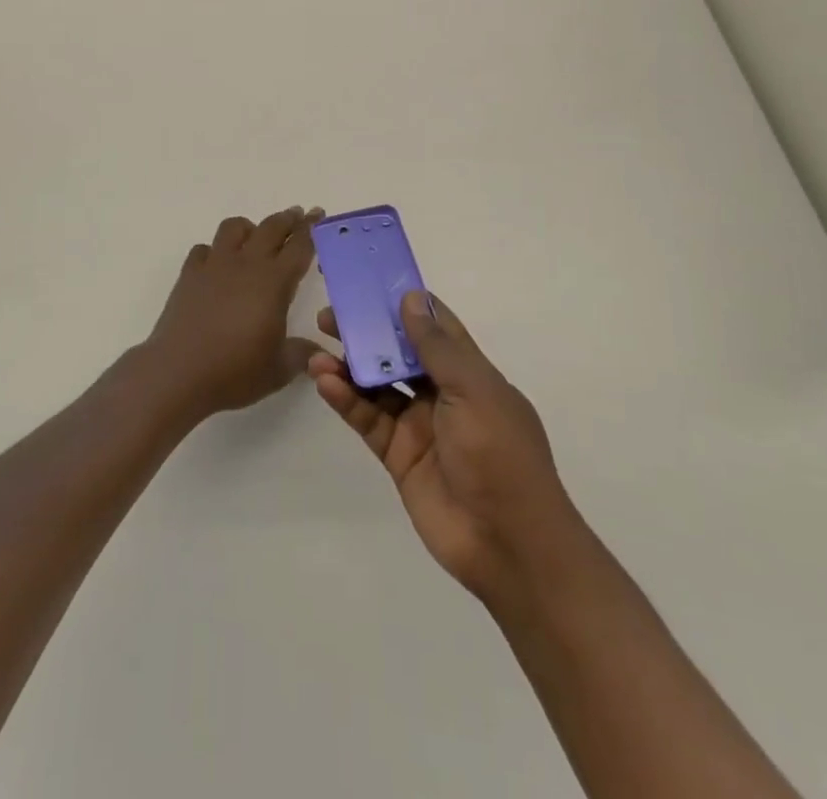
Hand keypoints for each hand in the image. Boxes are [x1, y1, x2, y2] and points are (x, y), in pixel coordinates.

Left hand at [141, 208, 324, 422]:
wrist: (178, 373)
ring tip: (255, 237)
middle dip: (287, 219)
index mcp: (274, 282)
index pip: (299, 246)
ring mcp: (214, 266)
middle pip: (270, 228)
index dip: (311, 229)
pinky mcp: (189, 275)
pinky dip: (214, 251)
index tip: (318, 214)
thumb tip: (318, 351)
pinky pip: (204, 249)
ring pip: (234, 228)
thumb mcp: (279, 369)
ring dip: (250, 228)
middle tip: (298, 215)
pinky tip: (217, 265)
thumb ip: (302, 354)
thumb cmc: (235, 371)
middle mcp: (246, 264)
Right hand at [309, 292, 590, 607]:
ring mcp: (419, 424)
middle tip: (329, 316)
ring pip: (377, 385)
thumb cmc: (499, 455)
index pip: (434, 326)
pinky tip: (325, 382)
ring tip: (318, 351)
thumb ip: (437, 347)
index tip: (369, 281)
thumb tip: (411, 298)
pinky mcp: (398, 455)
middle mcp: (443, 393)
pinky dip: (346, 399)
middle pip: (398, 352)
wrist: (508, 544)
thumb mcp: (474, 391)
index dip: (404, 302)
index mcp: (470, 373)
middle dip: (367, 332)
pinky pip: (368, 418)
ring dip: (349, 366)